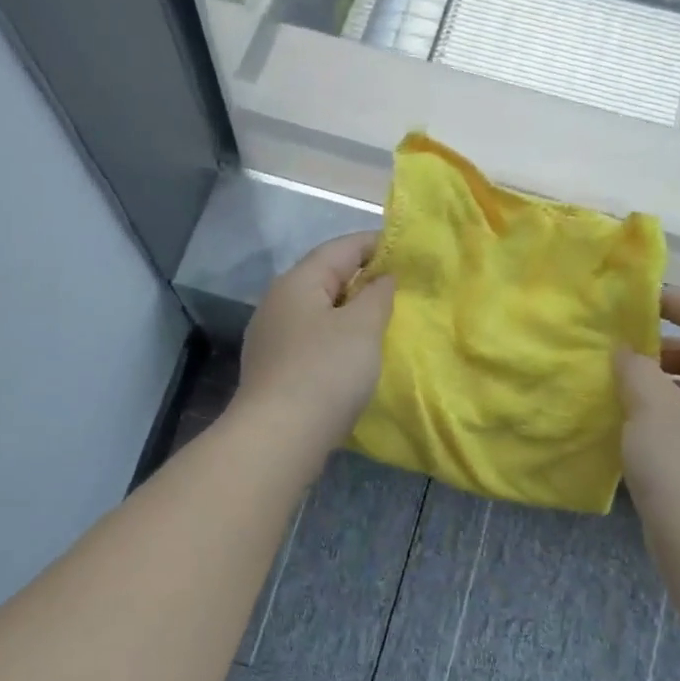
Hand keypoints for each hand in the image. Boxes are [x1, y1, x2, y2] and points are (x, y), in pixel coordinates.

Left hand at [234, 232, 395, 458]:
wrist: (279, 437)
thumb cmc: (326, 372)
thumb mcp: (362, 327)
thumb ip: (377, 295)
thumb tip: (382, 277)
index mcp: (298, 282)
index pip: (340, 248)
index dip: (375, 244)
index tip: (407, 250)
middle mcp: (278, 302)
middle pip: (326, 277)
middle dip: (363, 278)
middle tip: (400, 287)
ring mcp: (272, 338)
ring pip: (318, 311)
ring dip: (349, 311)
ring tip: (382, 320)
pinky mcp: (274, 368)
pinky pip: (312, 339)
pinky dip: (336, 338)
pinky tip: (354, 355)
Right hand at [615, 287, 679, 540]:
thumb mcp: (651, 404)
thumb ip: (634, 366)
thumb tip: (625, 350)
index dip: (676, 300)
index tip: (635, 303)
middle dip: (656, 343)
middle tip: (614, 347)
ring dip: (650, 378)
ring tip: (611, 382)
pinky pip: (679, 414)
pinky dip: (652, 407)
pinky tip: (621, 418)